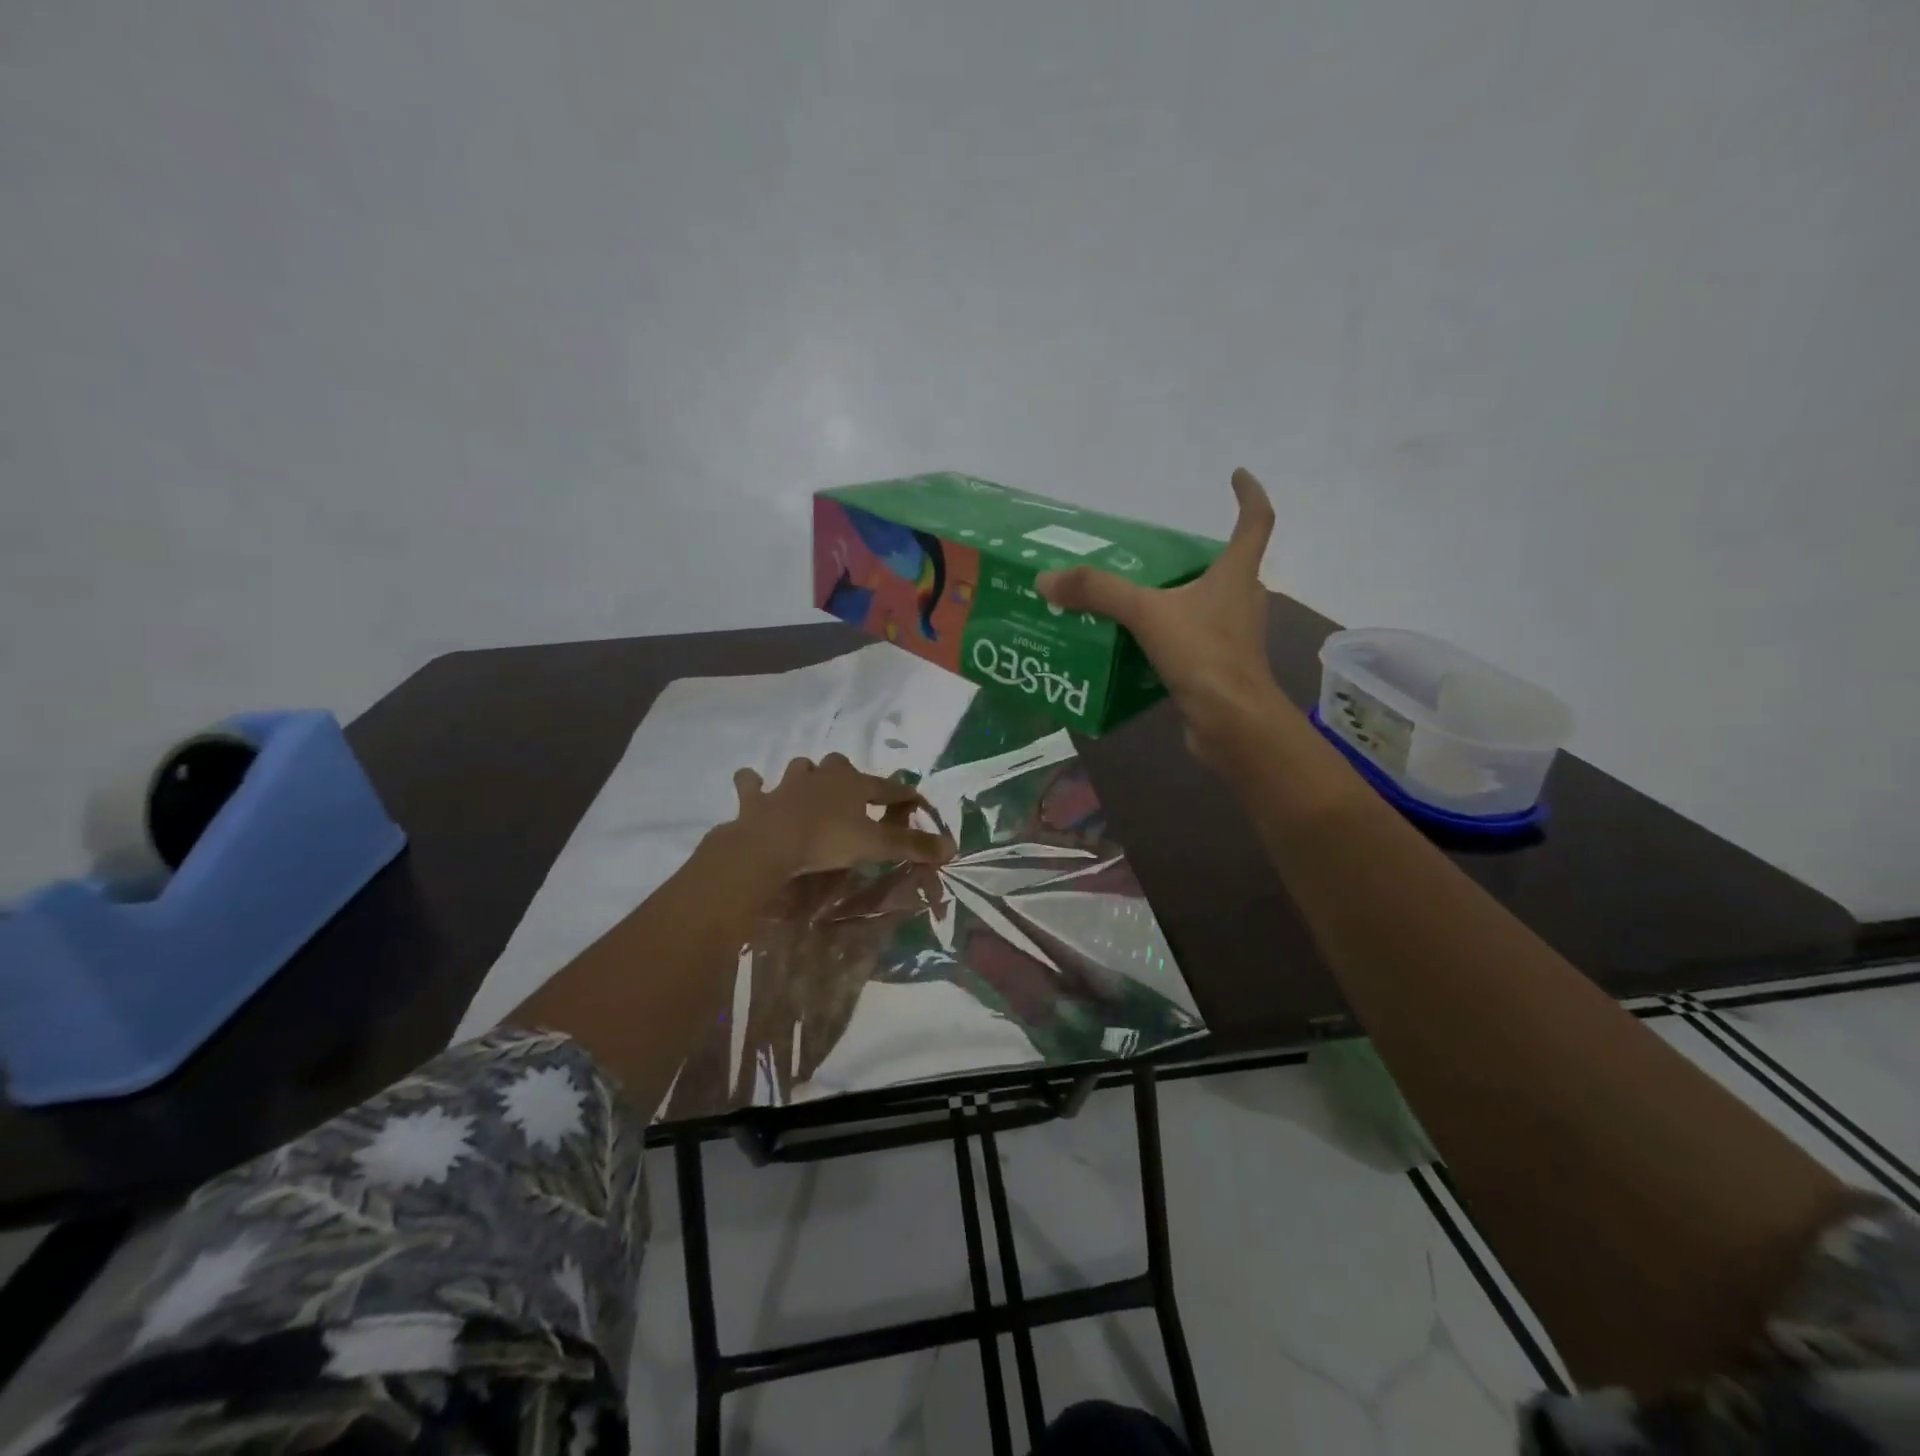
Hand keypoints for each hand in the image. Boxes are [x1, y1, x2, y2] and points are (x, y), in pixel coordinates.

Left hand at [730, 754, 954, 877]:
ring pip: (801, 769)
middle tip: (852, 794)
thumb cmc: (828, 840)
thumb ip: (912, 845)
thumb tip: (952, 847)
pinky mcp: (758, 799)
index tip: (916, 801)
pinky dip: (753, 785)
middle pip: (841, 766)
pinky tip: (752, 785)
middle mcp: (823, 776)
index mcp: (854, 784)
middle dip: (848, 775)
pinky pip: (752, 785)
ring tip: (808, 789)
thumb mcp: (876, 846)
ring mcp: (787, 785)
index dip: (903, 795)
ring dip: (806, 776)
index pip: (887, 787)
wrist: (770, 843)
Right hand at [1037, 468, 1282, 768]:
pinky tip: (1134, 646)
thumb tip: (1046, 579)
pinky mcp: (1218, 669)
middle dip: (1195, 558)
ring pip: (1206, 607)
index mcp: (1236, 576)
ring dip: (1177, 600)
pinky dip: (1167, 637)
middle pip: (1226, 568)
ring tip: (1133, 599)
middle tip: (1153, 555)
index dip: (1249, 495)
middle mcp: (1242, 601)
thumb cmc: (1204, 657)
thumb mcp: (1146, 614)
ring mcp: (1233, 638)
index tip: (1237, 475)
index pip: (1255, 523)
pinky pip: (1191, 642)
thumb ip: (1098, 593)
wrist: (1233, 725)